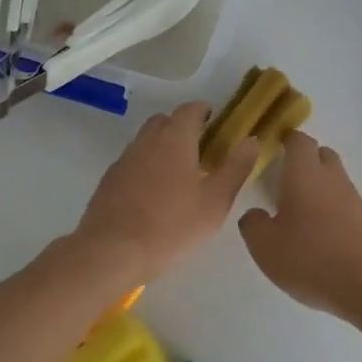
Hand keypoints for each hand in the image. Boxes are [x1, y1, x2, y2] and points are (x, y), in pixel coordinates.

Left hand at [73, 102, 259, 280]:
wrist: (111, 252)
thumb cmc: (171, 227)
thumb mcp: (215, 202)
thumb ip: (236, 168)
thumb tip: (252, 140)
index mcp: (175, 139)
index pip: (190, 109)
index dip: (205, 111)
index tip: (217, 123)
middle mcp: (146, 141)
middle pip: (165, 121)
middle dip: (183, 127)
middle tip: (201, 149)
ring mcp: (124, 159)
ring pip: (146, 141)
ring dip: (163, 146)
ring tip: (179, 173)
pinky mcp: (109, 180)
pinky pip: (133, 161)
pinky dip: (146, 166)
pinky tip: (154, 193)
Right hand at [238, 132, 361, 323]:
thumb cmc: (312, 259)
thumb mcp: (266, 247)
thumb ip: (253, 225)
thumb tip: (254, 214)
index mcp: (305, 175)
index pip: (299, 141)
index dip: (287, 138)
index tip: (275, 143)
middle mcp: (333, 180)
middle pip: (322, 156)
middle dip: (306, 160)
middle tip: (285, 178)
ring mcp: (356, 202)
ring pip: (336, 182)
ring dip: (320, 189)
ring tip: (300, 213)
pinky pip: (347, 207)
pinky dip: (333, 213)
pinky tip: (322, 238)